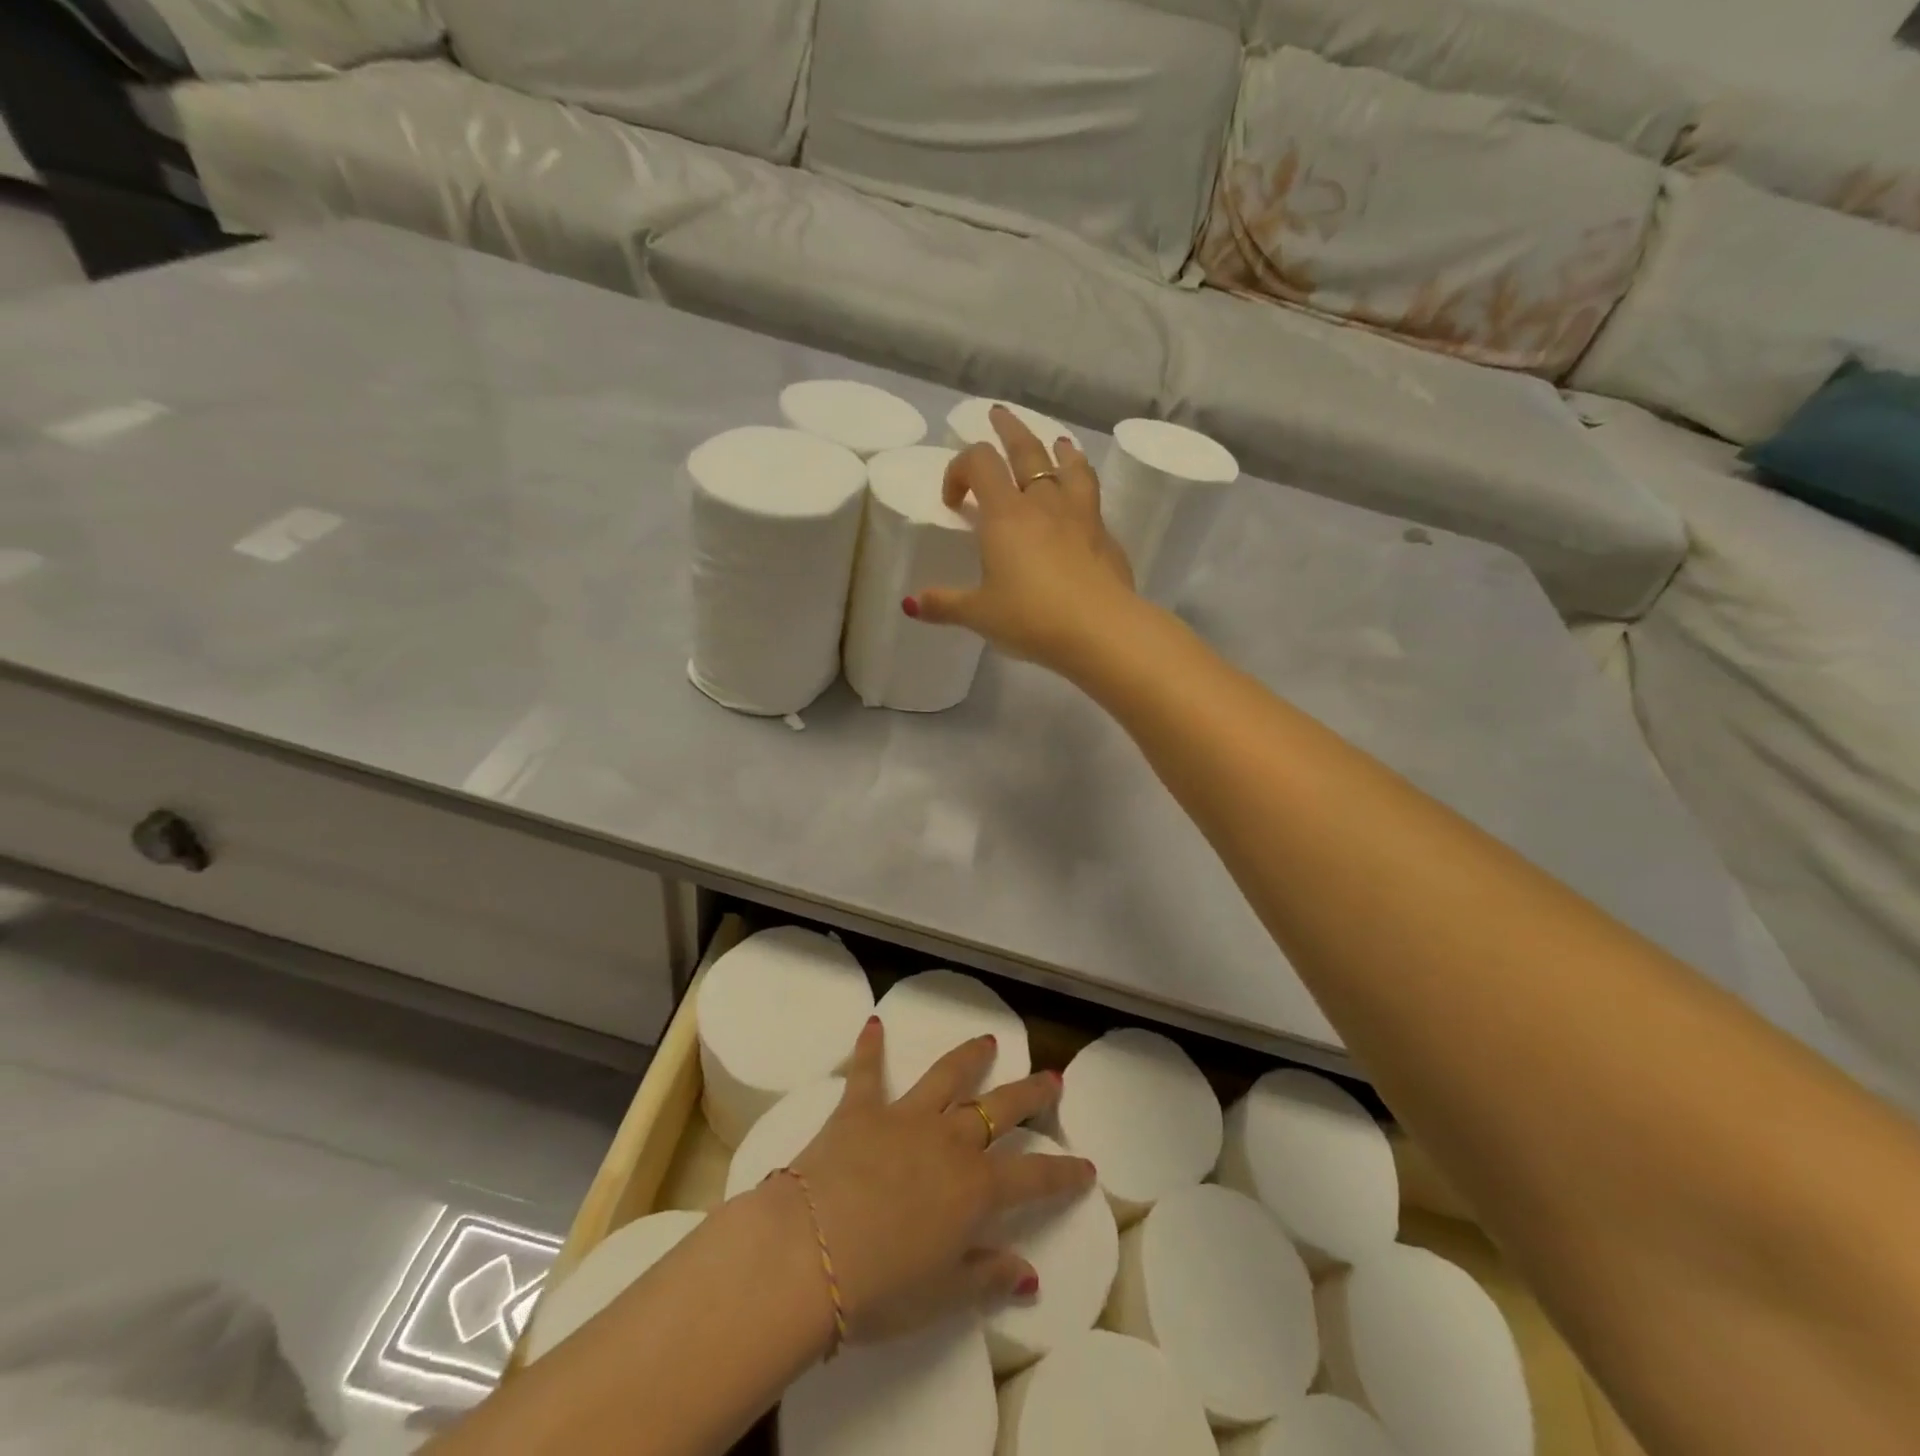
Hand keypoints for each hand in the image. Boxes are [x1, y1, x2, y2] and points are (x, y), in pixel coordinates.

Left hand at [786, 1016, 1094, 1343]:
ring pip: (947, 1076)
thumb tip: (1029, 1272)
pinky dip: (871, 1047)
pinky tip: (874, 1024)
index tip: (1087, 1167)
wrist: (807, 1254)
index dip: (1064, 1174)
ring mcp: (904, 1118)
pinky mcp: (860, 1109)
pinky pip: (868, 1071)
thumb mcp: (941, 1295)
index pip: (1034, 1177)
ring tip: (988, 1040)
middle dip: (1031, 1094)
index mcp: (974, 1188)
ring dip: (970, 1057)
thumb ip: (986, 1276)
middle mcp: (948, 1141)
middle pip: (1000, 1108)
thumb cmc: (879, 1288)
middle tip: (1051, 1078)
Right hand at [910, 405, 1137, 671]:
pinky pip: (1092, 499)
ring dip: (1060, 450)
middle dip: (1009, 430)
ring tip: (1058, 442)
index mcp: (1006, 514)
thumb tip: (911, 604)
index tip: (953, 500)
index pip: (979, 463)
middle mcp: (1044, 503)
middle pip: (1027, 450)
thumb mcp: (979, 615)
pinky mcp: (1107, 537)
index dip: (959, 469)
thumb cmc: (1031, 618)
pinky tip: (1083, 502)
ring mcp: (1081, 516)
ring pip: (1070, 467)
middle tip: (999, 415)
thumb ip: (945, 605)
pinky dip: (1083, 487)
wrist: (1100, 630)